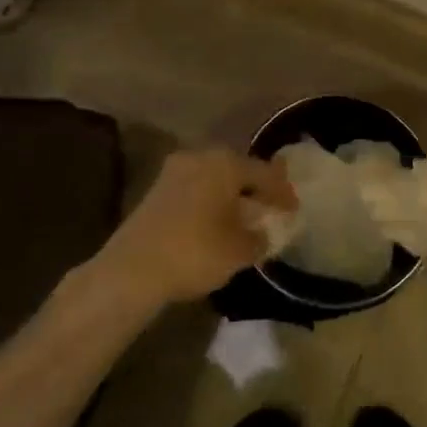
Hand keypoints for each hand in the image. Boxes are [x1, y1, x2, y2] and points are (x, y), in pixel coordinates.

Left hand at [97, 149, 297, 306]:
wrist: (132, 269)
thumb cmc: (195, 251)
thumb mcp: (239, 251)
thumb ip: (259, 238)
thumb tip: (264, 233)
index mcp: (225, 163)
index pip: (264, 173)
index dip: (282, 192)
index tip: (294, 209)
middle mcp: (200, 157)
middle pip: (237, 170)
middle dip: (255, 188)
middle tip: (270, 206)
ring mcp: (174, 171)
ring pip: (214, 178)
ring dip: (230, 195)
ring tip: (245, 216)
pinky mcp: (156, 190)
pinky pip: (195, 189)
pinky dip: (210, 202)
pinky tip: (216, 222)